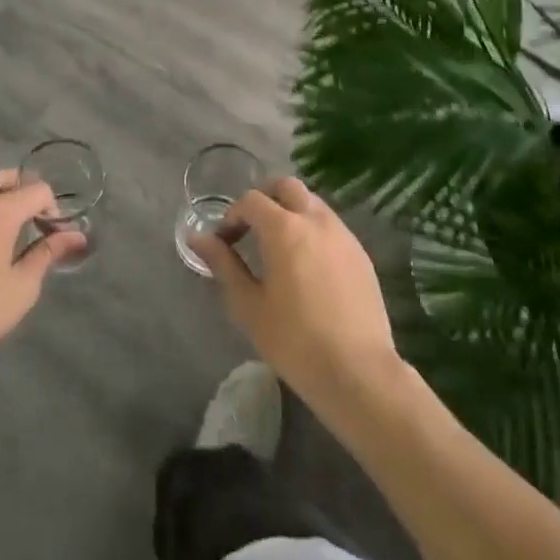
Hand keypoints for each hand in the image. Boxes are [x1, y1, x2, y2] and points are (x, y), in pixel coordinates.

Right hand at [194, 178, 401, 412]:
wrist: (359, 373)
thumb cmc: (295, 342)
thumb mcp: (249, 306)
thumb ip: (224, 265)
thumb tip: (198, 237)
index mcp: (284, 228)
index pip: (252, 201)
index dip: (233, 216)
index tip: (225, 242)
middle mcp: (315, 219)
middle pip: (286, 187)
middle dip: (265, 198)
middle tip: (252, 228)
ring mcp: (343, 234)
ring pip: (312, 202)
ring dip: (291, 211)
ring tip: (280, 247)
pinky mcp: (361, 253)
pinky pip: (331, 225)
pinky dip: (313, 229)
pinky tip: (308, 265)